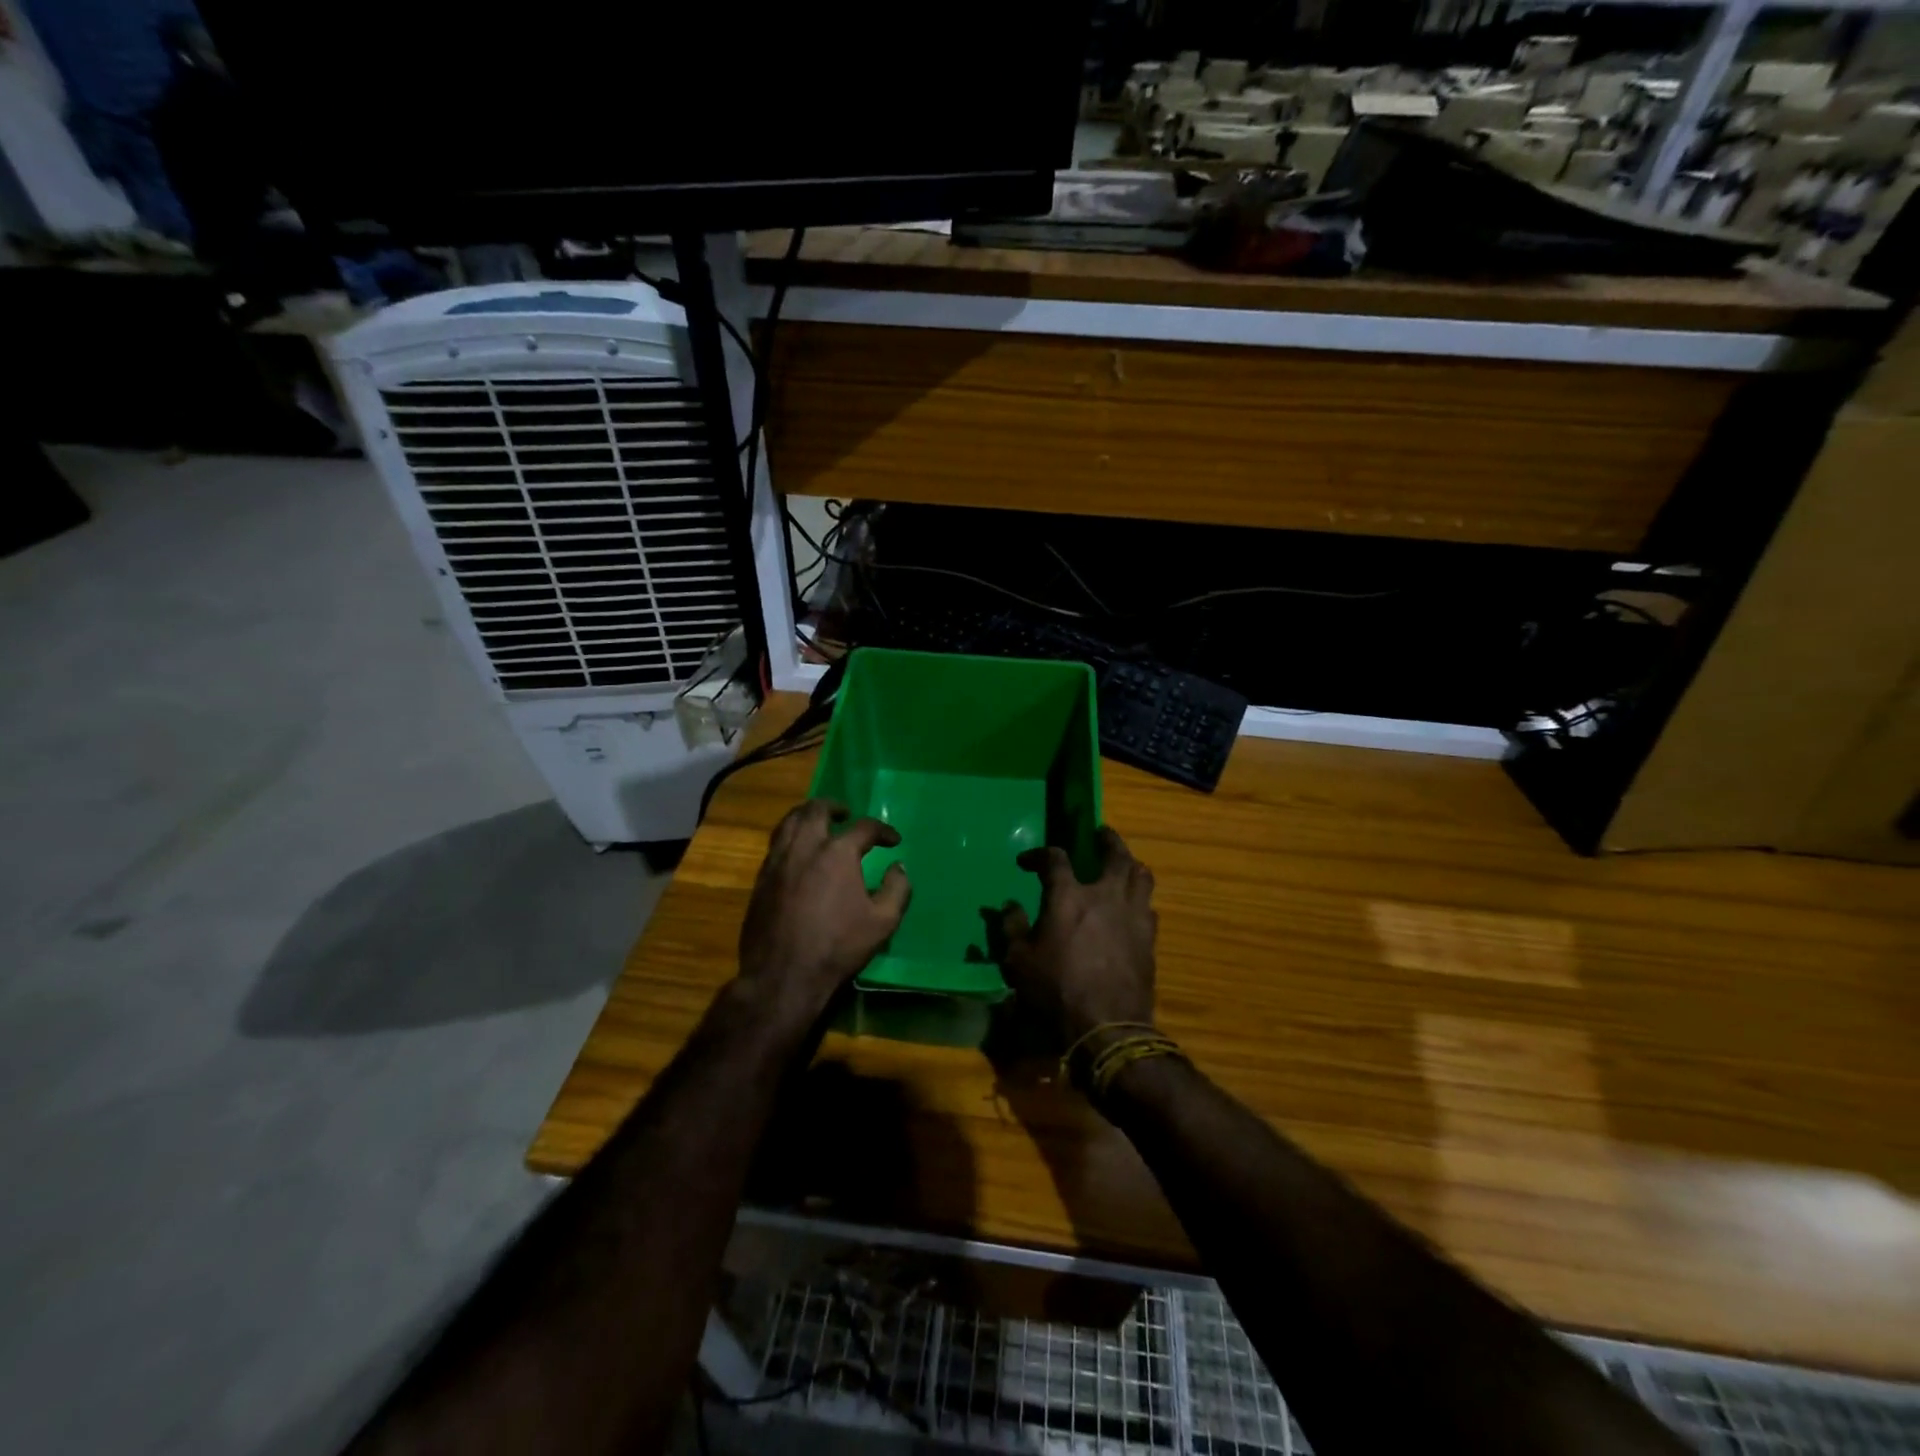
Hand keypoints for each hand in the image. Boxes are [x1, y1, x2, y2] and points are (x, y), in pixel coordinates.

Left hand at [737, 800, 910, 1023]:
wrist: (784, 974)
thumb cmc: (838, 947)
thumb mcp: (883, 922)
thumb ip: (897, 889)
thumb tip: (899, 868)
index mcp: (838, 853)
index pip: (864, 827)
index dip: (882, 830)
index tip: (893, 840)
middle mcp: (805, 847)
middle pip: (816, 810)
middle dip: (833, 806)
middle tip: (844, 813)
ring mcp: (778, 861)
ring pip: (789, 822)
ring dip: (806, 815)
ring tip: (816, 821)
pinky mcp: (761, 879)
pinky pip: (775, 845)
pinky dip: (789, 837)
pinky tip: (797, 852)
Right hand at [999, 827, 1157, 1047]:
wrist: (1107, 1026)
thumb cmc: (1055, 991)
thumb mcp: (1018, 962)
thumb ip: (1012, 928)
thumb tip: (1010, 906)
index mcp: (1068, 895)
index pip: (1055, 858)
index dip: (1040, 854)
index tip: (1027, 862)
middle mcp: (1105, 895)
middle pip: (1115, 854)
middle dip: (1107, 840)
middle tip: (1100, 834)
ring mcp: (1133, 915)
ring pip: (1141, 875)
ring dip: (1131, 864)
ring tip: (1123, 865)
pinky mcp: (1150, 938)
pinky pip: (1149, 906)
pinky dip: (1140, 899)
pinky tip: (1134, 907)